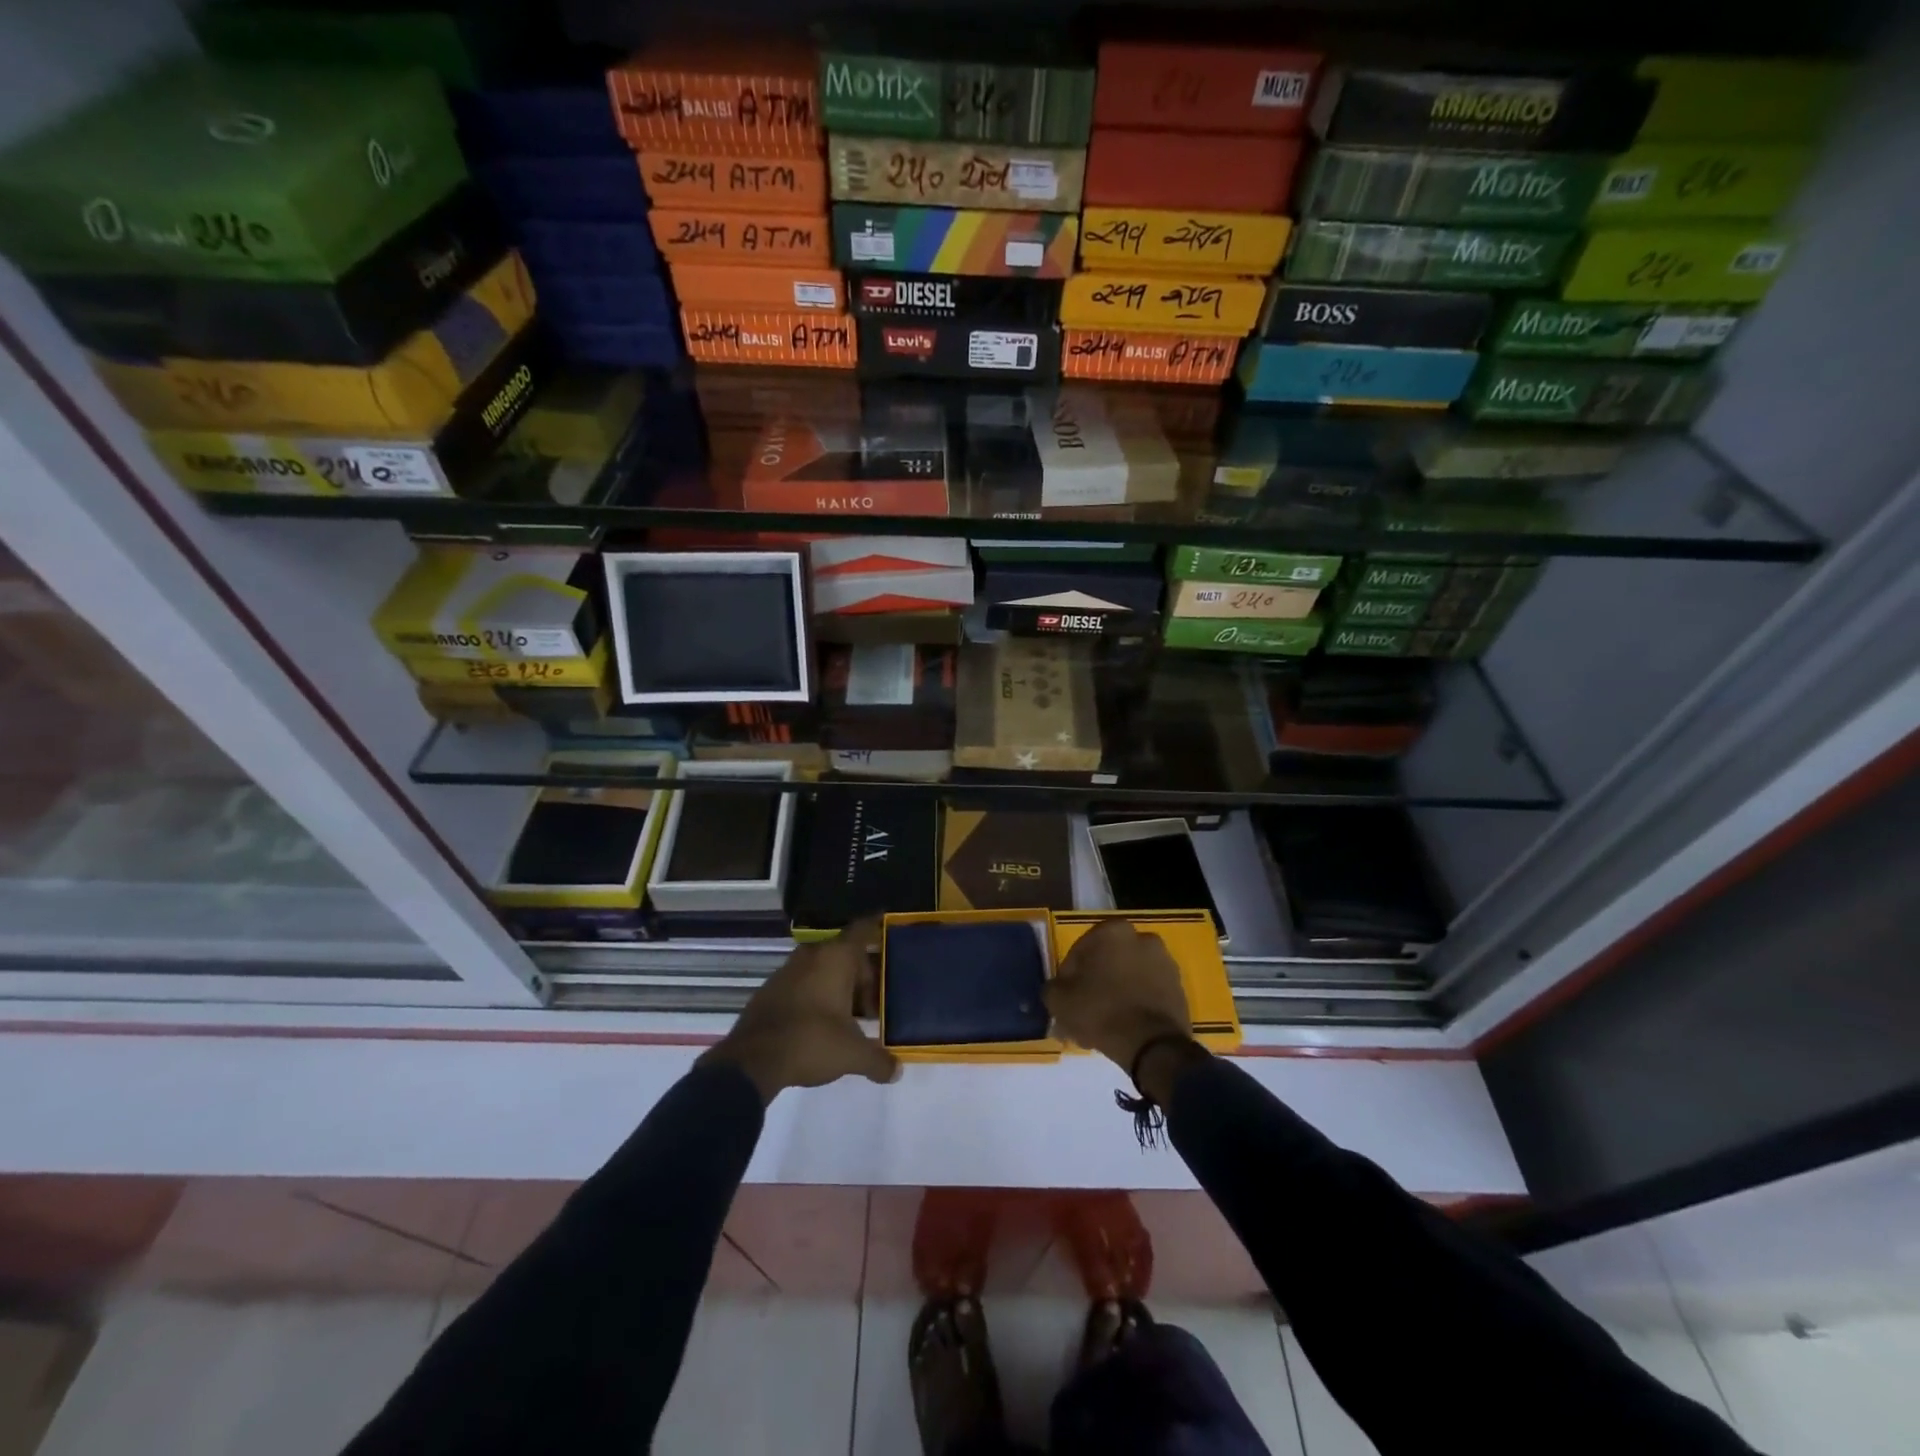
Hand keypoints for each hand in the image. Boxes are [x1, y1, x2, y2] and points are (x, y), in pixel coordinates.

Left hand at [699, 918, 900, 1102]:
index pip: (863, 929)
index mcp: (836, 957)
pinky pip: (803, 982)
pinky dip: (816, 994)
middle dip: (862, 976)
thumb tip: (897, 1071)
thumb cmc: (811, 1042)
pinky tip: (820, 1024)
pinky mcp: (770, 988)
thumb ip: (878, 1060)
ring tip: (849, 1018)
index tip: (888, 932)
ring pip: (823, 968)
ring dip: (838, 987)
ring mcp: (788, 969)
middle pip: (846, 954)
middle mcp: (813, 954)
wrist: (751, 1060)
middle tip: (873, 1006)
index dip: (878, 928)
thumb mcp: (852, 1054)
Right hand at [1045, 919, 1191, 1070]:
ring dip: (1116, 993)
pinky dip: (1136, 1003)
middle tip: (1084, 1011)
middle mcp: (1142, 938)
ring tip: (1104, 1024)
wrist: (1152, 1045)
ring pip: (1129, 977)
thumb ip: (1053, 988)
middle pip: (1107, 962)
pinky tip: (1124, 1027)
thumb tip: (1057, 989)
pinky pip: (1148, 992)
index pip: (1080, 951)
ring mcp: (1165, 962)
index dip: (1068, 977)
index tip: (1066, 999)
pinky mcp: (1179, 987)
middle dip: (1095, 984)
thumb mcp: (1059, 1000)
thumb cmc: (1101, 1011)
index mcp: (1113, 931)